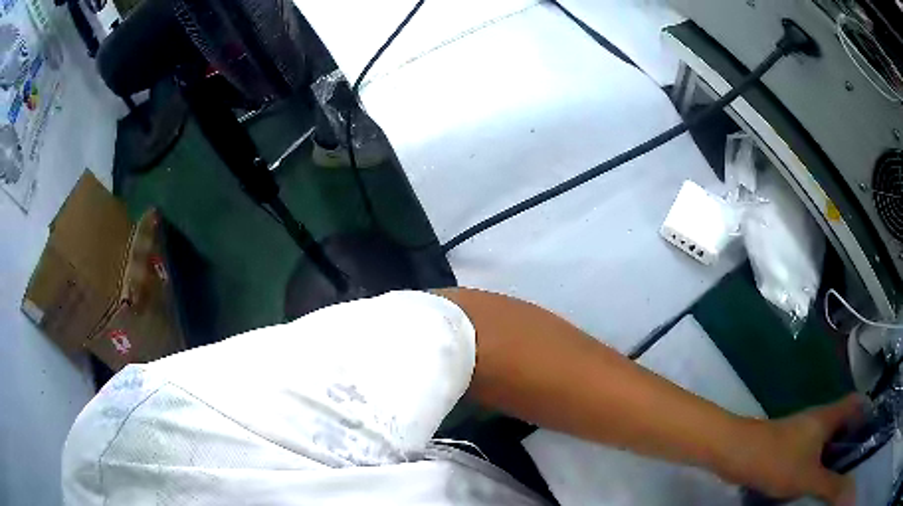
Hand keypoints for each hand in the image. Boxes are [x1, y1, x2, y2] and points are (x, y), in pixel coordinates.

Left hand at [723, 394, 862, 504]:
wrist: (735, 452)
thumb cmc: (777, 460)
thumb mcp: (809, 477)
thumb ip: (830, 485)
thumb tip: (847, 489)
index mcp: (828, 417)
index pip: (855, 404)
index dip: (865, 413)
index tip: (868, 431)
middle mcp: (817, 419)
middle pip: (842, 421)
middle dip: (850, 438)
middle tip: (854, 459)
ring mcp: (801, 431)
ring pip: (826, 437)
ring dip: (834, 451)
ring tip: (837, 472)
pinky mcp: (787, 445)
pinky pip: (811, 450)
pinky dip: (818, 460)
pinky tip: (815, 477)